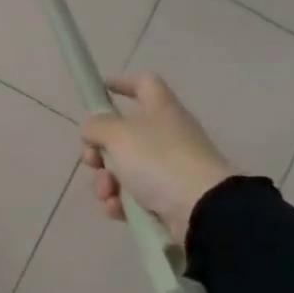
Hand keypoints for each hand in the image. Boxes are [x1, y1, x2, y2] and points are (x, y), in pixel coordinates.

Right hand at [79, 74, 233, 245]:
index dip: (122, 82)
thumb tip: (92, 127)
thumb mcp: (118, 135)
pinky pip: (132, 194)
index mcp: (160, 110)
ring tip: (107, 193)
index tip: (100, 90)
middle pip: (122, 133)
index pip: (144, 83)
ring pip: (122, 167)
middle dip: (98, 149)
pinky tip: (116, 208)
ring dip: (105, 180)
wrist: (202, 210)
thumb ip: (97, 125)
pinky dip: (119, 201)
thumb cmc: (158, 161)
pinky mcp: (166, 197)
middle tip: (92, 160)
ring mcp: (167, 167)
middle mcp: (165, 135)